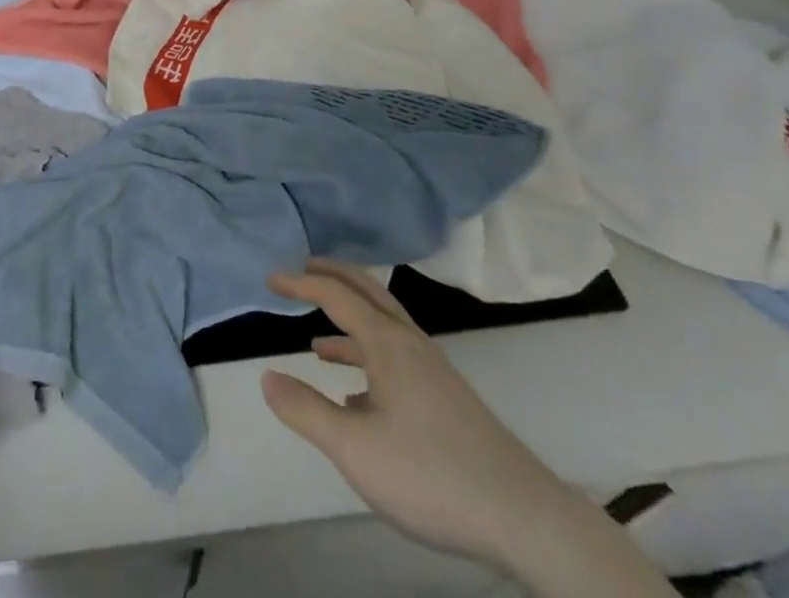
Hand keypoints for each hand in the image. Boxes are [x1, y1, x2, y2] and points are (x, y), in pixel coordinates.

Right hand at [260, 259, 577, 566]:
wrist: (522, 516)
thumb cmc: (431, 474)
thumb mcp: (355, 449)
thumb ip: (306, 411)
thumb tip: (266, 377)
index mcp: (387, 343)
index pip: (335, 295)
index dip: (300, 283)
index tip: (270, 278)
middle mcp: (409, 343)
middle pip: (366, 292)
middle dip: (331, 278)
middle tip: (300, 271)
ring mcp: (431, 370)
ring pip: (383, 326)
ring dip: (349, 320)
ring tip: (316, 339)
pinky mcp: (444, 397)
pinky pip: (396, 357)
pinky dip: (368, 358)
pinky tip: (357, 398)